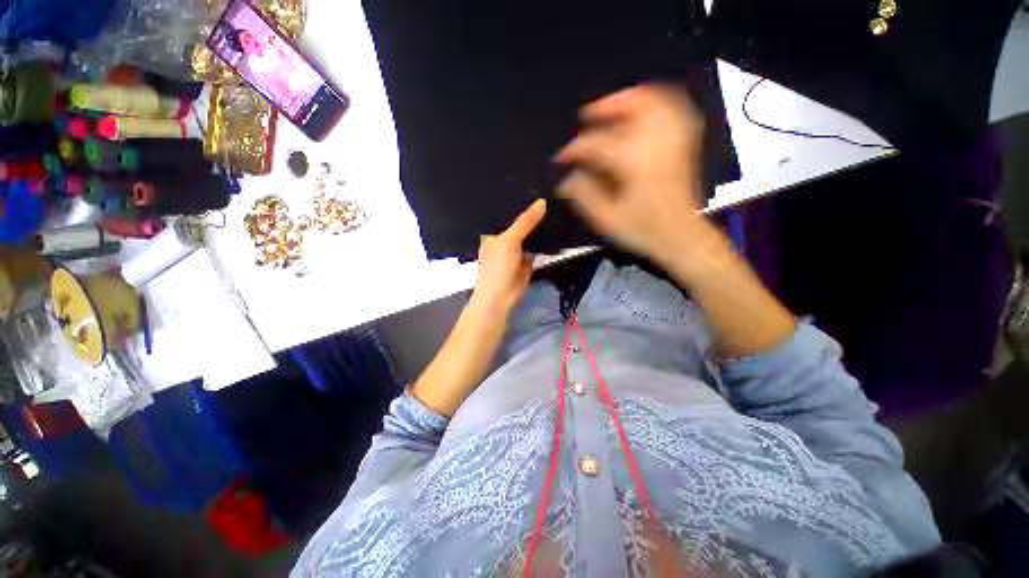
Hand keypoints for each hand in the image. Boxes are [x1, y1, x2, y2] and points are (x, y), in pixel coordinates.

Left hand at [472, 199, 546, 312]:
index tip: (533, 182)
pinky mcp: (529, 258)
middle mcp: (505, 236)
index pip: (506, 210)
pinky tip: (557, 224)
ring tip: (557, 202)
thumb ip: (525, 222)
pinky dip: (546, 239)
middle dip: (532, 211)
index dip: (517, 198)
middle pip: (520, 221)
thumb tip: (542, 201)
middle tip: (551, 190)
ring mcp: (518, 247)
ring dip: (541, 224)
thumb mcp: (509, 240)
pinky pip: (538, 245)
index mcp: (493, 230)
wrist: (502, 297)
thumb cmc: (497, 266)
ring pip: (531, 233)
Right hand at [556, 85, 723, 266]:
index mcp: (633, 162)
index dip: (574, 149)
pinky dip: (655, 104)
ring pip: (654, 102)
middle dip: (604, 108)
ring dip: (630, 99)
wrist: (682, 237)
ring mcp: (673, 140)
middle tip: (586, 117)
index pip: (596, 144)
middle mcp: (655, 143)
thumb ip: (584, 196)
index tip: (561, 158)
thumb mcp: (607, 219)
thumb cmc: (644, 231)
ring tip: (611, 106)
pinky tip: (642, 111)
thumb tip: (567, 179)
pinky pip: (672, 109)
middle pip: (630, 108)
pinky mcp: (683, 143)